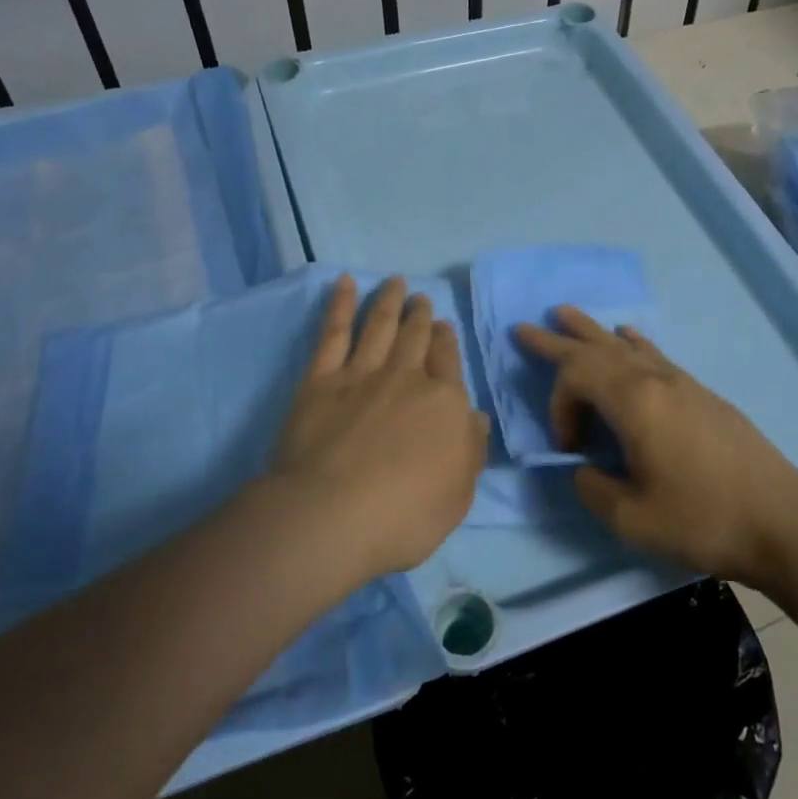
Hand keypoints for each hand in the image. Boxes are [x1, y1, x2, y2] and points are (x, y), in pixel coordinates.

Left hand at [268, 275, 488, 578]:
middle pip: (417, 338)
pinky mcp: (321, 380)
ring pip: (381, 326)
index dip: (446, 342)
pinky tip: (345, 283)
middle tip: (421, 299)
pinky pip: (334, 332)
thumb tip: (476, 417)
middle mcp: (407, 379)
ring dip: (390, 301)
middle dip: (421, 316)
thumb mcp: (458, 494)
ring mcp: (362, 374)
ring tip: (396, 282)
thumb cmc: (404, 516)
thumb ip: (470, 450)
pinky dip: (341, 305)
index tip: (443, 326)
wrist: (332, 516)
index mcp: (444, 404)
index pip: (449, 363)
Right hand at [515, 307, 797, 585]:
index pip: (576, 378)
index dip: (558, 407)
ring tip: (567, 314)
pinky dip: (633, 343)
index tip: (570, 449)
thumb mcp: (632, 518)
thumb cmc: (703, 520)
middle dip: (557, 339)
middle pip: (596, 348)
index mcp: (635, 403)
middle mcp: (656, 380)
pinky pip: (655, 355)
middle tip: (525, 326)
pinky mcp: (702, 394)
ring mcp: (683, 383)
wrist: (783, 523)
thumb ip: (593, 488)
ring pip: (626, 345)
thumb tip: (585, 468)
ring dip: (592, 331)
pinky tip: (629, 336)